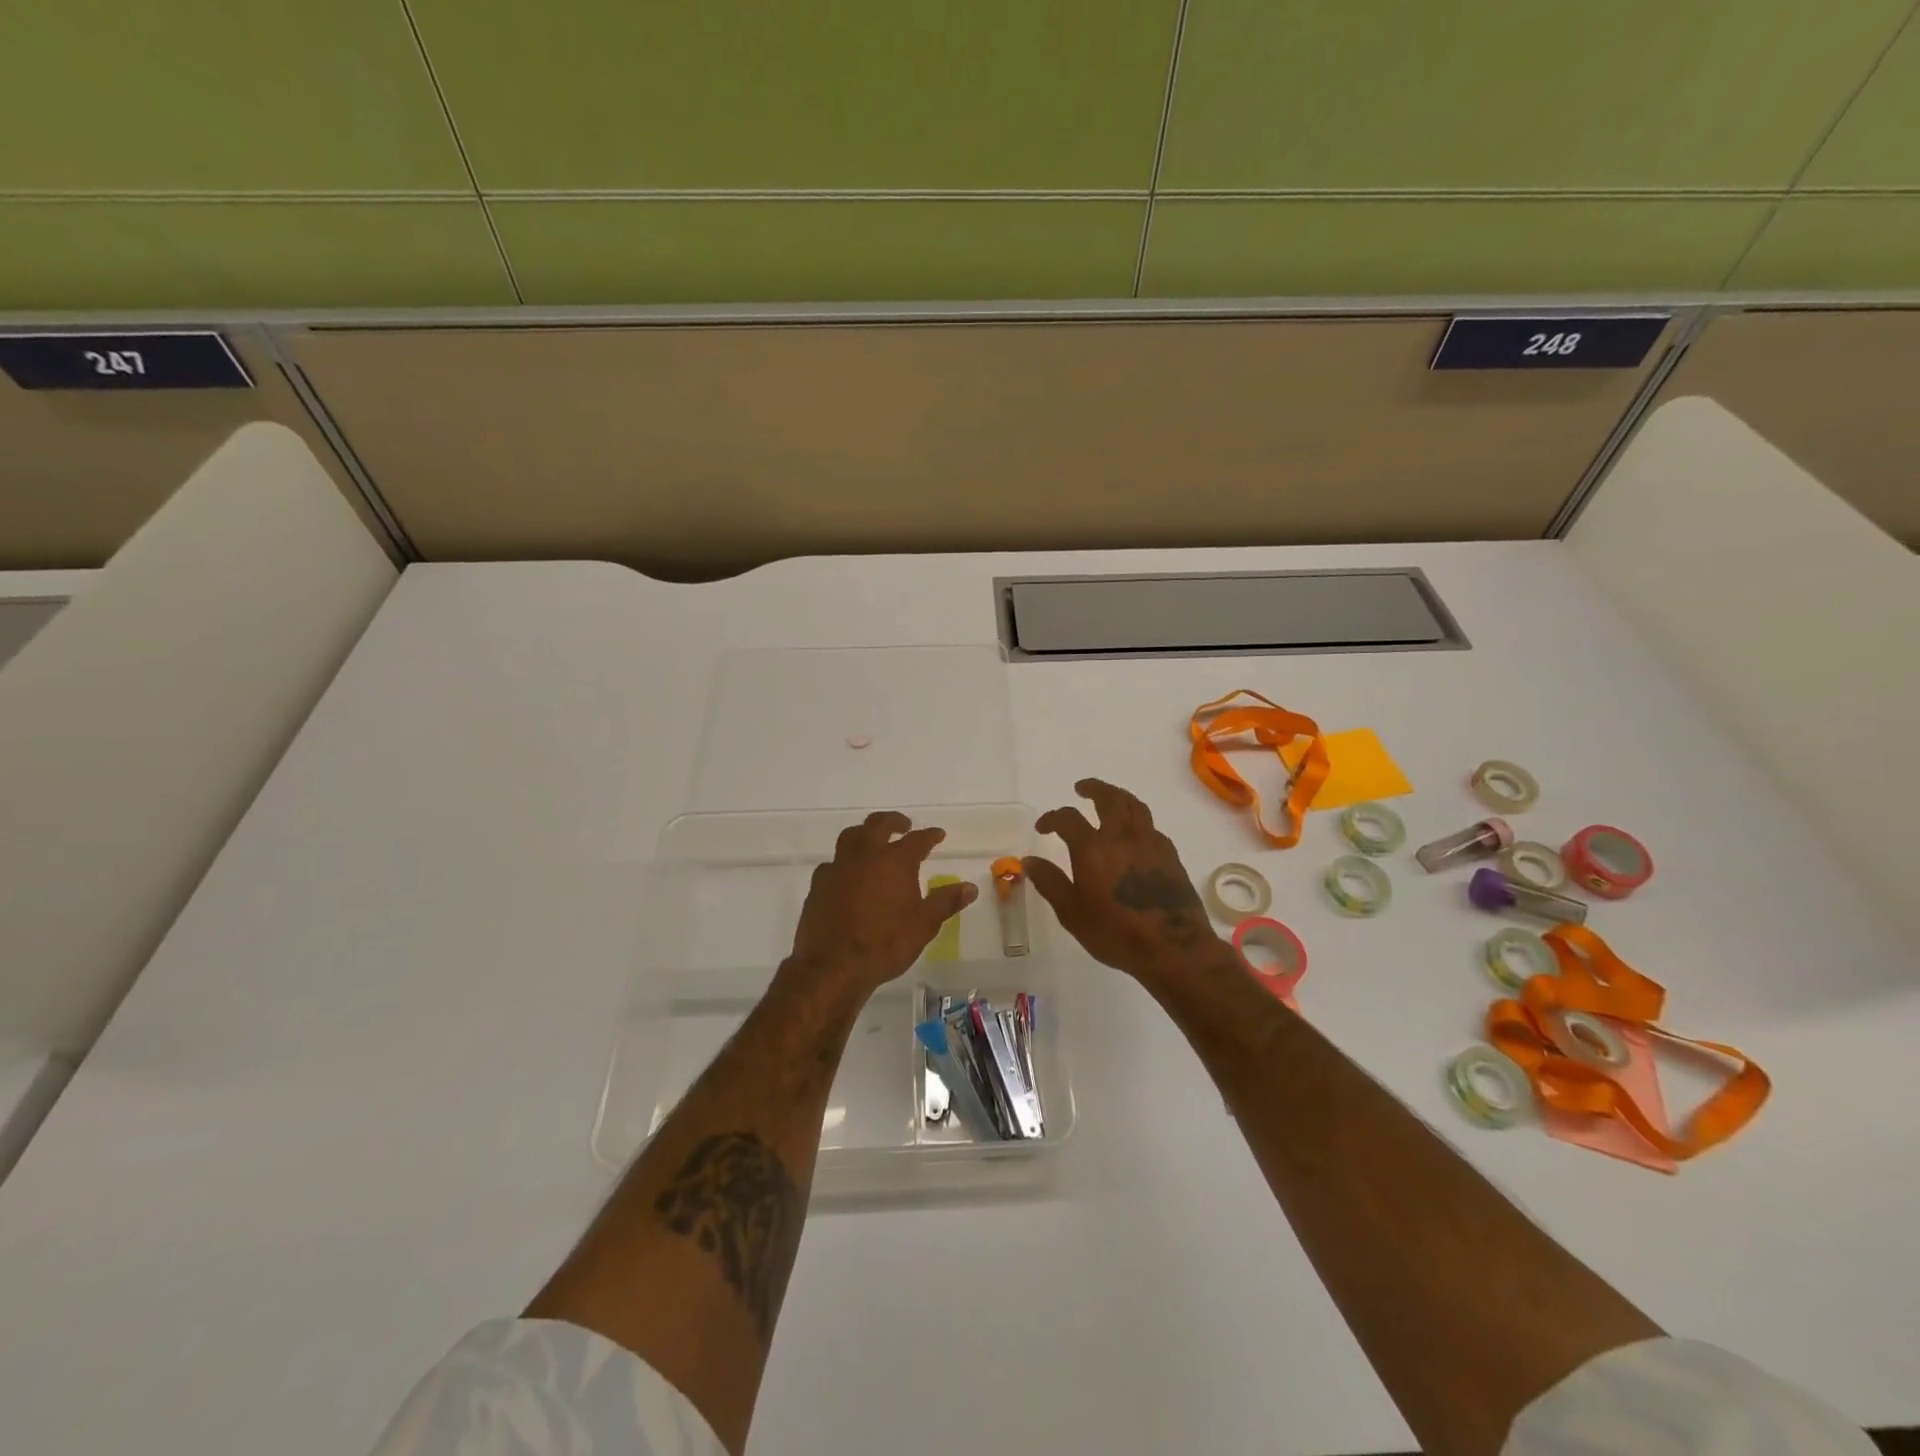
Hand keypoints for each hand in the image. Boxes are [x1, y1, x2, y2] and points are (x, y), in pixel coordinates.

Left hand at [788, 811, 977, 995]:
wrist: (833, 965)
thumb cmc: (885, 943)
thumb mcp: (924, 925)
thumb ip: (946, 902)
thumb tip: (970, 887)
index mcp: (895, 861)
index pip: (917, 840)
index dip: (929, 836)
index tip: (938, 834)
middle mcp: (866, 855)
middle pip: (878, 825)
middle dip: (894, 821)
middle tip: (904, 824)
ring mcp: (838, 867)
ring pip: (851, 836)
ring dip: (865, 833)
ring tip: (872, 839)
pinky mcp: (818, 883)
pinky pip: (833, 862)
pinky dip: (844, 862)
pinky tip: (847, 873)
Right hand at [1025, 779, 1227, 984]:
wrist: (1172, 947)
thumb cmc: (1115, 933)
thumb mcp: (1072, 913)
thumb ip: (1050, 883)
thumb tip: (1030, 861)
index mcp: (1093, 848)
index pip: (1068, 819)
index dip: (1052, 818)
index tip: (1043, 827)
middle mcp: (1122, 836)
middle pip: (1108, 798)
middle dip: (1093, 788)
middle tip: (1081, 788)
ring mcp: (1150, 843)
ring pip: (1135, 806)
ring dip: (1118, 796)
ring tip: (1110, 798)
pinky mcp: (1170, 855)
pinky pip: (1151, 826)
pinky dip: (1138, 821)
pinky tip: (1135, 833)